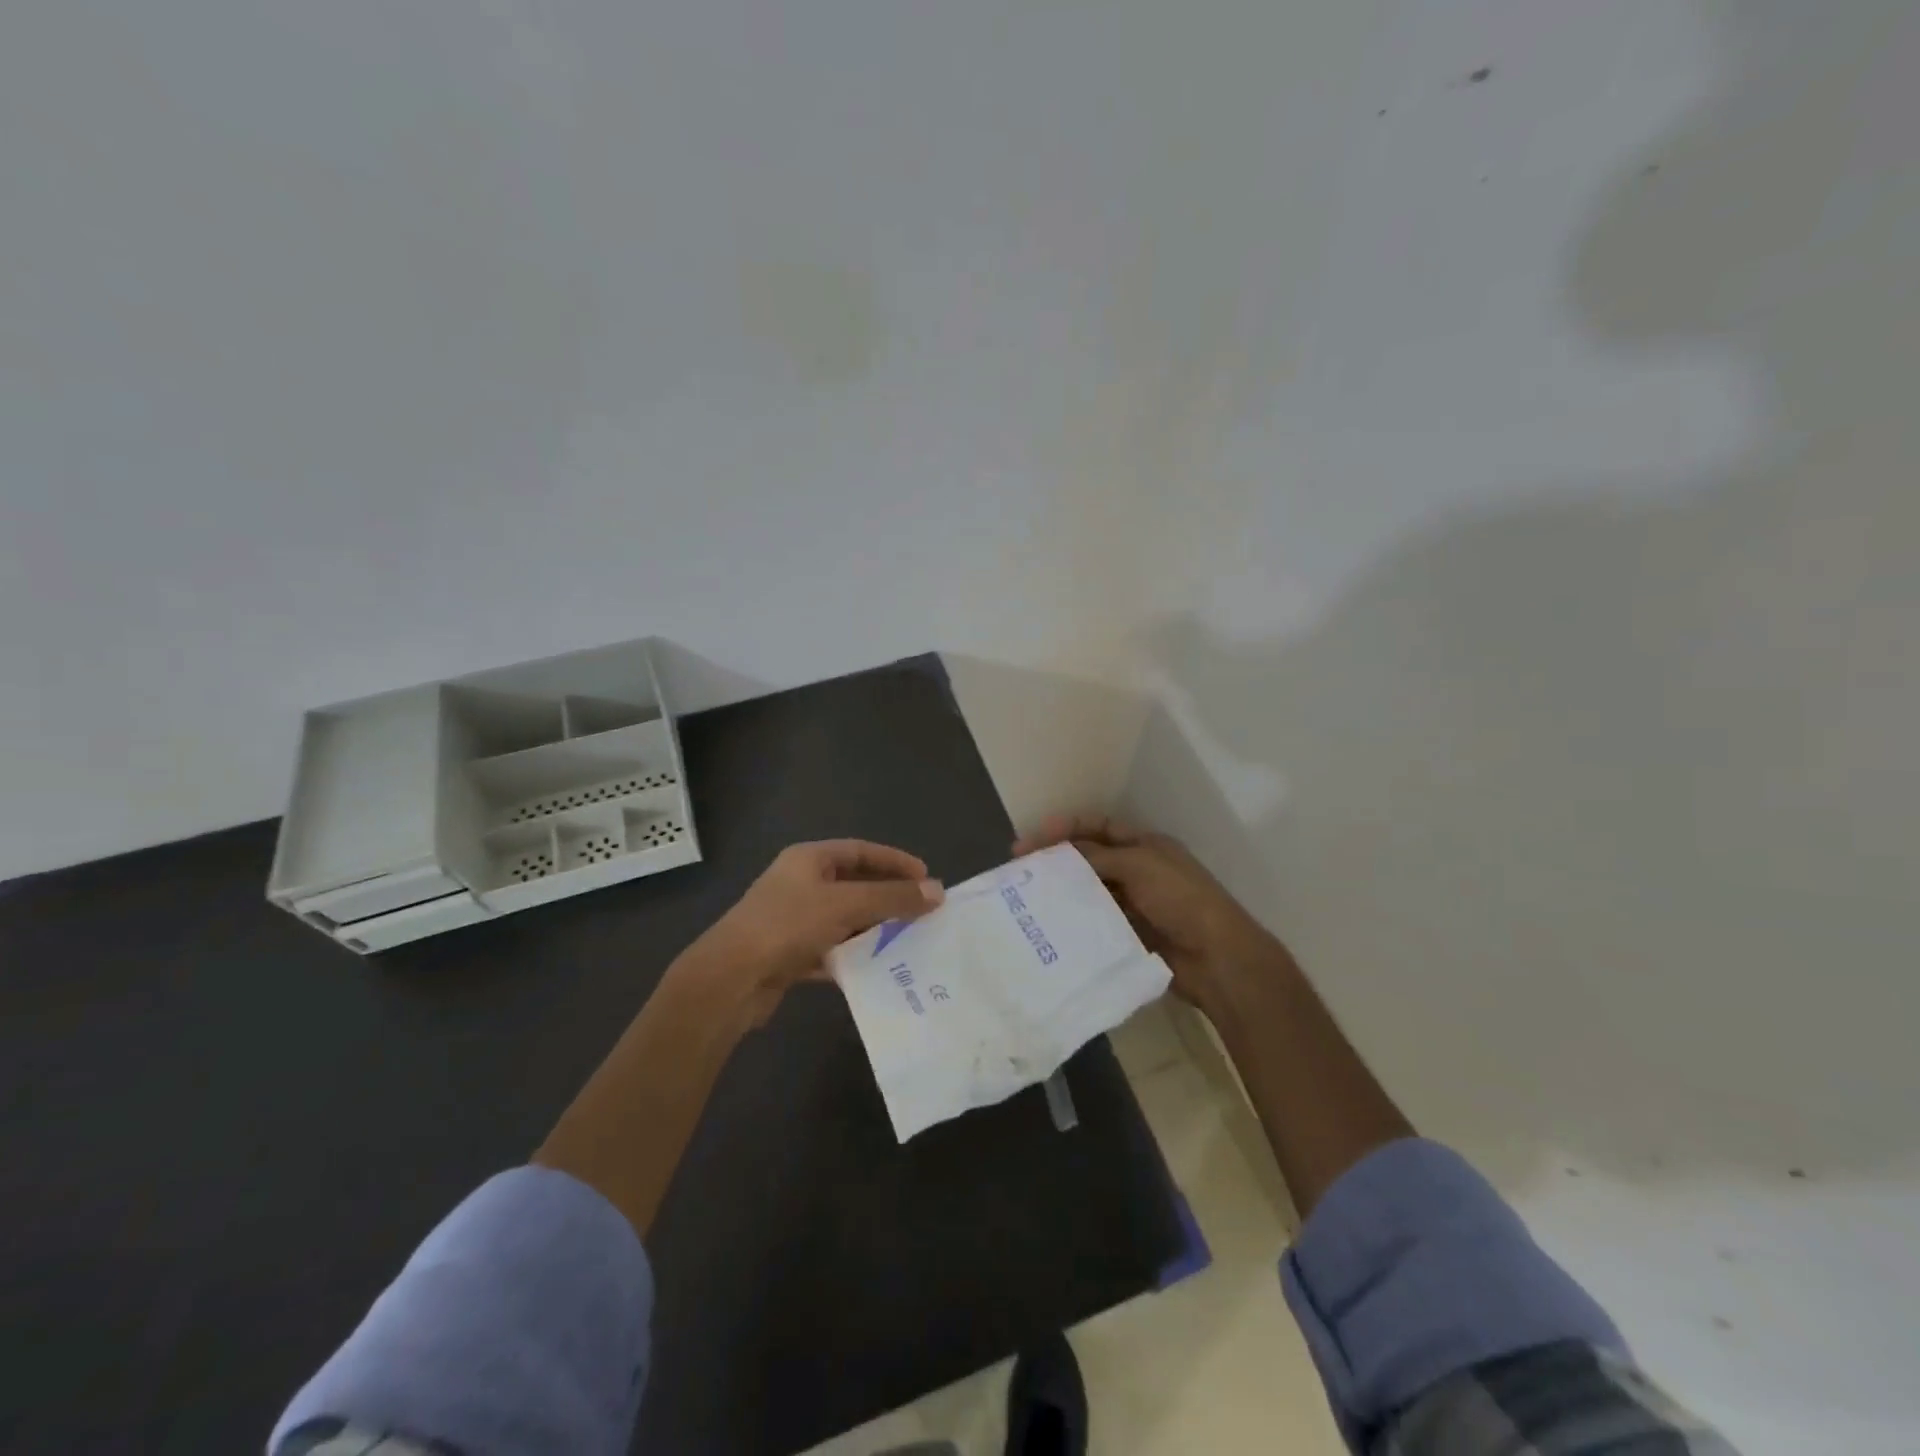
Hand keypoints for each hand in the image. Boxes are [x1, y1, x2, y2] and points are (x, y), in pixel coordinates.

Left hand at [685, 840, 944, 1028]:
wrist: (729, 980)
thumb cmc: (788, 926)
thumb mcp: (846, 905)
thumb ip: (892, 898)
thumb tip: (938, 891)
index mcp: (808, 859)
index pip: (861, 851)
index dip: (895, 861)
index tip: (926, 878)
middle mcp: (799, 884)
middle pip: (853, 885)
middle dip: (887, 898)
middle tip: (922, 912)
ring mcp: (792, 920)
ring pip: (843, 920)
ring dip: (872, 929)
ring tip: (908, 941)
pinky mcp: (788, 955)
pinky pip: (830, 951)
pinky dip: (852, 957)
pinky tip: (875, 970)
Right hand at [1014, 814, 1281, 1009]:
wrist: (1218, 959)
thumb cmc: (1181, 899)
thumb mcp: (1139, 865)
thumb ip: (1097, 857)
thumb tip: (1059, 855)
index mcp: (1146, 845)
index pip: (1099, 827)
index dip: (1067, 828)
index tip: (1032, 839)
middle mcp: (1139, 870)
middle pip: (1091, 859)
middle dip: (1058, 861)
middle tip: (1021, 870)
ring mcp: (1135, 904)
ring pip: (1091, 891)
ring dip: (1064, 891)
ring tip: (1028, 898)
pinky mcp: (1130, 935)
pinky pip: (1096, 922)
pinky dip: (1076, 920)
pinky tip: (1051, 924)